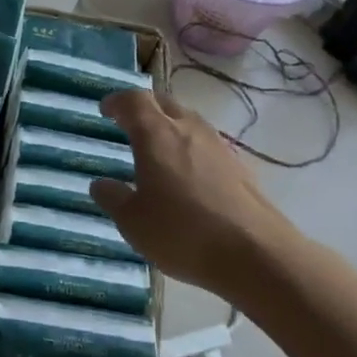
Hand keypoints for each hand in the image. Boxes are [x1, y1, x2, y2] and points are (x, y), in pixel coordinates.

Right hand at [90, 89, 310, 298]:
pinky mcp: (240, 167)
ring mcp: (219, 146)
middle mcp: (189, 129)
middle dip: (144, 108)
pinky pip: (207, 145)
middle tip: (130, 123)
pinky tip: (189, 175)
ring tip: (158, 149)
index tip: (106, 110)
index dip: (117, 102)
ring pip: (189, 121)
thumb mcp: (133, 222)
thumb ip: (113, 198)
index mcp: (156, 134)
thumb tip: (100, 183)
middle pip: (164, 103)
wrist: (257, 255)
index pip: (134, 101)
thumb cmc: (182, 233)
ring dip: (170, 126)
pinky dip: (191, 148)